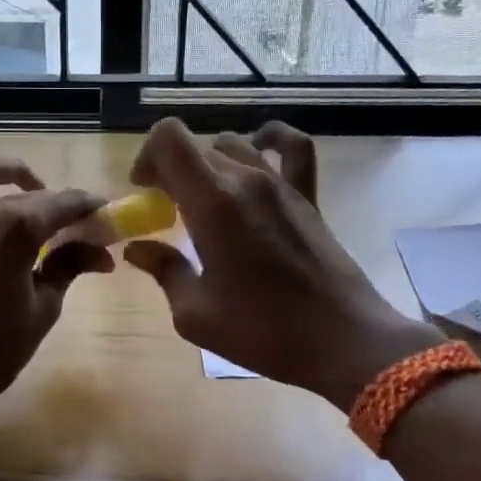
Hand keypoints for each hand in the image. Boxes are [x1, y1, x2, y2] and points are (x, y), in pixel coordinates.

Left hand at [0, 157, 110, 412]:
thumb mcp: (45, 306)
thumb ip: (69, 267)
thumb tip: (101, 253)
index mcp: (18, 228)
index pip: (64, 204)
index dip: (89, 208)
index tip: (106, 217)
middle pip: (30, 196)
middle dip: (60, 206)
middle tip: (79, 230)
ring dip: (9, 174)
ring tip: (30, 187)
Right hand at [123, 119, 440, 409]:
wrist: (342, 340)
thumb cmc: (263, 332)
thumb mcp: (195, 314)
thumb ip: (164, 271)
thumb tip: (138, 249)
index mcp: (212, 204)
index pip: (169, 140)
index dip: (147, 156)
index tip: (143, 192)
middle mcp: (246, 180)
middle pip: (196, 146)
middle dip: (171, 169)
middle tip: (166, 209)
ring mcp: (282, 184)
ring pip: (233, 143)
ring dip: (208, 162)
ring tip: (203, 196)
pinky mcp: (308, 196)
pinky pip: (292, 147)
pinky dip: (270, 140)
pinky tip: (258, 154)